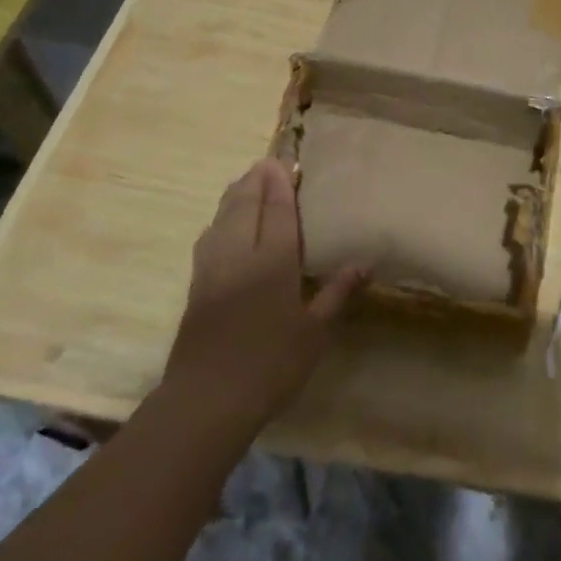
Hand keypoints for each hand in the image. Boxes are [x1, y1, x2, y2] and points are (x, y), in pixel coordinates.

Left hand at [164, 158, 364, 435]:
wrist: (206, 400)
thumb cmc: (270, 365)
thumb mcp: (315, 333)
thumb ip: (336, 294)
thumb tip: (364, 264)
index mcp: (273, 262)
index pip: (278, 211)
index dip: (281, 185)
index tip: (285, 161)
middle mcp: (240, 255)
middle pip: (245, 206)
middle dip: (256, 180)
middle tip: (267, 162)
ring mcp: (212, 269)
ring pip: (221, 218)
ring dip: (234, 195)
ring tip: (245, 181)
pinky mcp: (196, 286)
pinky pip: (208, 238)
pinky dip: (218, 220)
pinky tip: (221, 224)